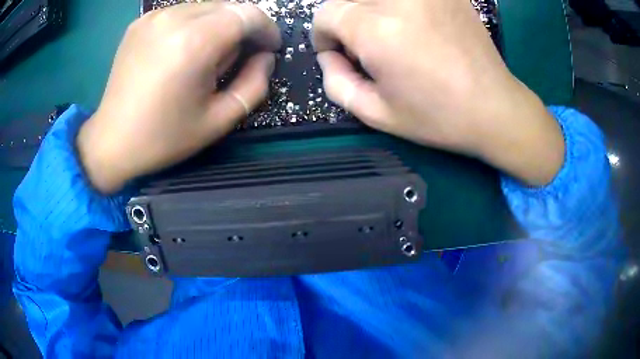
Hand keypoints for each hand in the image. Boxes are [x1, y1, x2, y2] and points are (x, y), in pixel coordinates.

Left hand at [77, 2, 280, 193]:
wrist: (111, 141)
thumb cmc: (163, 137)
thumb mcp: (218, 121)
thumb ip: (253, 85)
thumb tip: (265, 57)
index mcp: (194, 43)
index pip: (248, 14)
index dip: (266, 28)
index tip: (268, 48)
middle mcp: (173, 19)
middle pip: (228, 6)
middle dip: (243, 27)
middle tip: (238, 56)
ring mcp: (153, 17)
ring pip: (205, 7)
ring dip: (218, 25)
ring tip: (207, 55)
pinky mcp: (140, 22)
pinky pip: (181, 12)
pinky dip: (193, 25)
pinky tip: (183, 50)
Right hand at [313, 0, 564, 185]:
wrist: (494, 108)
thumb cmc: (438, 117)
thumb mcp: (376, 114)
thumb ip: (336, 83)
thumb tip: (330, 56)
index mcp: (377, 30)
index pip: (326, 13)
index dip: (325, 35)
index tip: (340, 53)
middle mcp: (399, 1)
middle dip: (346, 19)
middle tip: (364, 44)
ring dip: (370, 10)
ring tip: (389, 33)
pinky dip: (399, 8)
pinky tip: (414, 24)